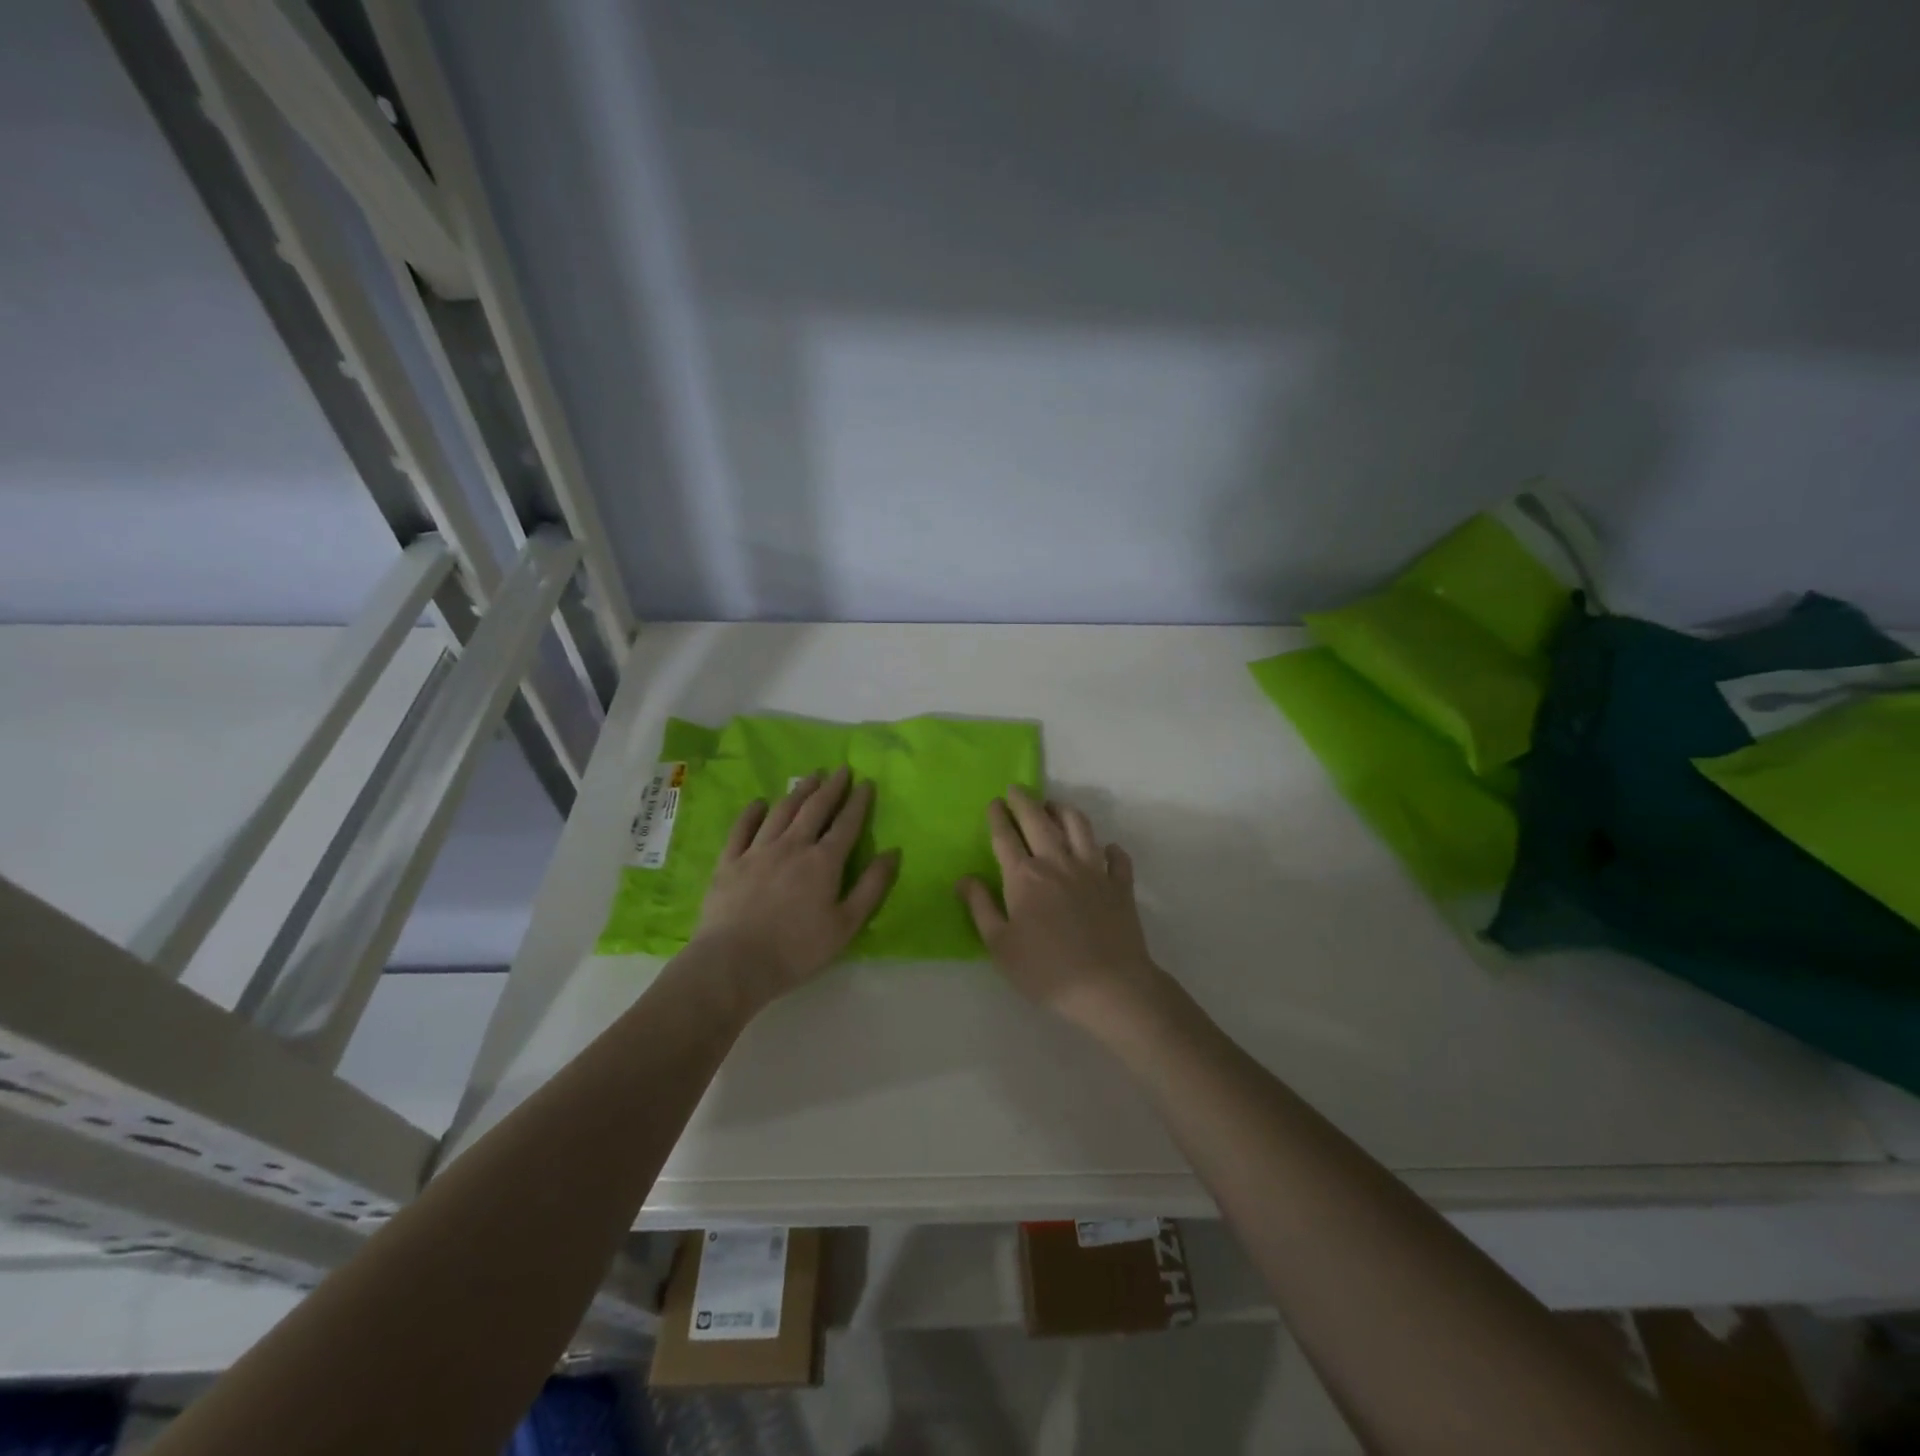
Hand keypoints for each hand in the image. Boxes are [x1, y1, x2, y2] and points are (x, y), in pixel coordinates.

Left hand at [692, 767, 897, 1013]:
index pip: (846, 824)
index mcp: (824, 862)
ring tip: (810, 777)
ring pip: (782, 811)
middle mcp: (792, 846)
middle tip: (840, 770)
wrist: (734, 963)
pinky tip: (760, 803)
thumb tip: (892, 852)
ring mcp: (757, 851)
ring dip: (798, 792)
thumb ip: (871, 887)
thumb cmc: (797, 950)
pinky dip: (752, 812)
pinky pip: (742, 828)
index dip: (858, 802)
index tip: (866, 782)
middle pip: (815, 809)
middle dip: (831, 787)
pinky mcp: (729, 862)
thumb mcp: (846, 925)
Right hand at [959, 785, 1172, 1038]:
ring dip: (1064, 811)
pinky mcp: (1120, 884)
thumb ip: (981, 907)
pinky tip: (1106, 849)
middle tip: (1016, 789)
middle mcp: (1058, 862)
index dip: (998, 817)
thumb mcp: (1000, 945)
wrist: (1108, 986)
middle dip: (1025, 801)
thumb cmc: (1045, 970)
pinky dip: (1110, 848)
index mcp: (1024, 876)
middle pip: (1039, 821)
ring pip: (1079, 826)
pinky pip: (1116, 856)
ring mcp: (1093, 869)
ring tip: (1054, 807)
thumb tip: (964, 878)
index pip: (1006, 836)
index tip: (994, 802)